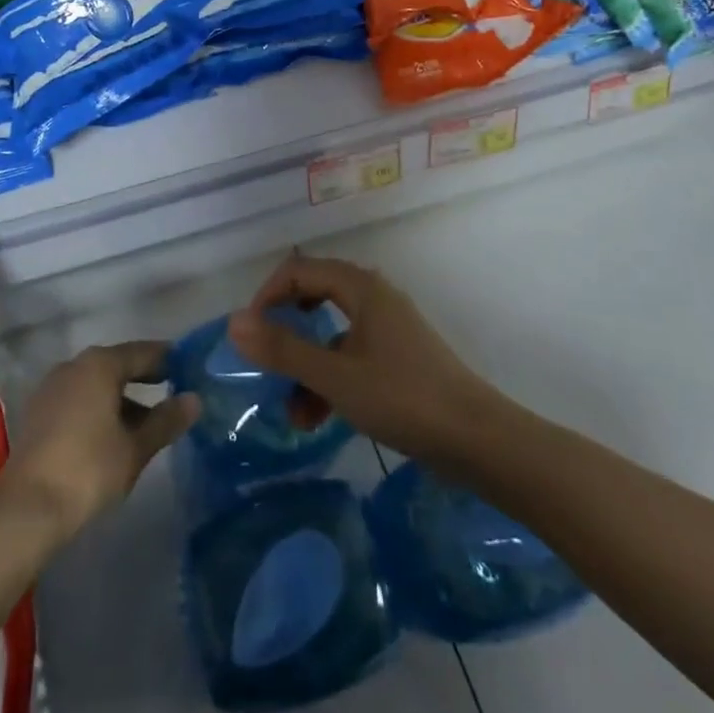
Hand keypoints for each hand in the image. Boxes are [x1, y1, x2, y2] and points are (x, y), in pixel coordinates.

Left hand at [0, 342, 197, 546]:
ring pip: (96, 383)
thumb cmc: (89, 469)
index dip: (167, 359)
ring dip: (121, 397)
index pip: (142, 352)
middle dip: (144, 379)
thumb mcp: (135, 448)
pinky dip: (99, 408)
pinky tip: (112, 434)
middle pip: (117, 365)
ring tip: (146, 422)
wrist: (27, 508)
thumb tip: (194, 399)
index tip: (188, 368)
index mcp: (100, 364)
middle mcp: (74, 365)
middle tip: (172, 391)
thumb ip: (166, 420)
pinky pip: (78, 398)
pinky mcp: (39, 412)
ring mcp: (52, 387)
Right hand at [228, 252, 500, 465]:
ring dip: (307, 367)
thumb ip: (283, 350)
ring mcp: (388, 328)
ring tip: (292, 413)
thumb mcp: (335, 377)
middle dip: (286, 331)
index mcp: (361, 288)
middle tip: (264, 358)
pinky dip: (330, 380)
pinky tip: (318, 419)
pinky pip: (351, 357)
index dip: (268, 295)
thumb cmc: (403, 398)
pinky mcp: (399, 358)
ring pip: (332, 334)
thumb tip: (234, 322)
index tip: (249, 332)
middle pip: (315, 297)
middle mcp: (374, 298)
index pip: (300, 270)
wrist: (480, 441)